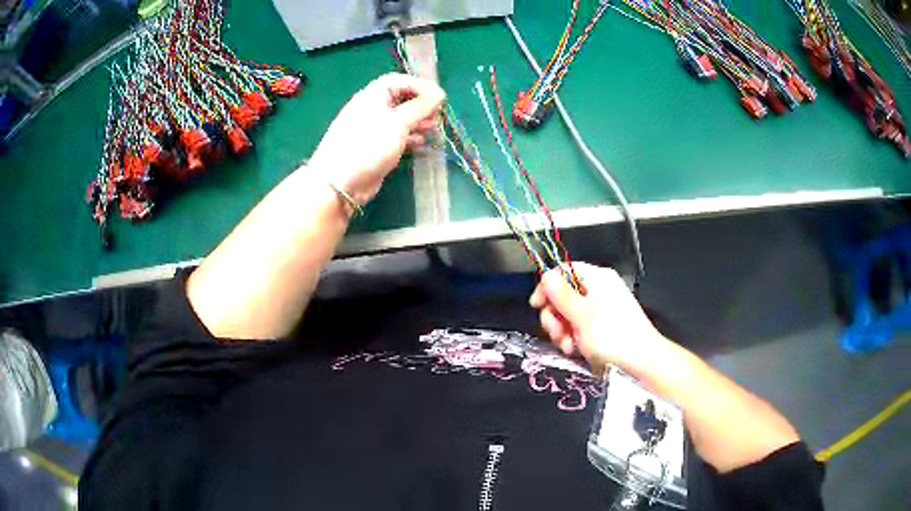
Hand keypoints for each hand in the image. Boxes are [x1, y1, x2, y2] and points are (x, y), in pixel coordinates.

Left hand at [306, 73, 445, 205]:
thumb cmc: (369, 145)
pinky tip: (421, 143)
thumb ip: (420, 107)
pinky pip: (396, 135)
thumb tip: (438, 95)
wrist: (341, 182)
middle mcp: (372, 108)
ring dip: (418, 121)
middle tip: (437, 114)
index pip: (400, 81)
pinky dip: (410, 136)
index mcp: (373, 95)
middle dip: (421, 105)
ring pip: (400, 118)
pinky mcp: (375, 146)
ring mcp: (373, 128)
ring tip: (432, 129)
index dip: (421, 86)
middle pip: (401, 99)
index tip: (440, 98)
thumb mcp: (399, 122)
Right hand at [529, 263, 668, 375]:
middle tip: (557, 332)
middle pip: (563, 295)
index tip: (536, 306)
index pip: (564, 271)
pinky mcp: (601, 330)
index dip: (547, 286)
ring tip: (568, 345)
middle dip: (555, 315)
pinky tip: (575, 351)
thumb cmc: (612, 336)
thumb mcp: (581, 315)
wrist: (641, 363)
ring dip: (562, 331)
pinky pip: (578, 330)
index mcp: (597, 279)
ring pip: (568, 316)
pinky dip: (573, 340)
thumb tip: (546, 276)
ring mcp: (600, 312)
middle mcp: (598, 292)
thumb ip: (561, 295)